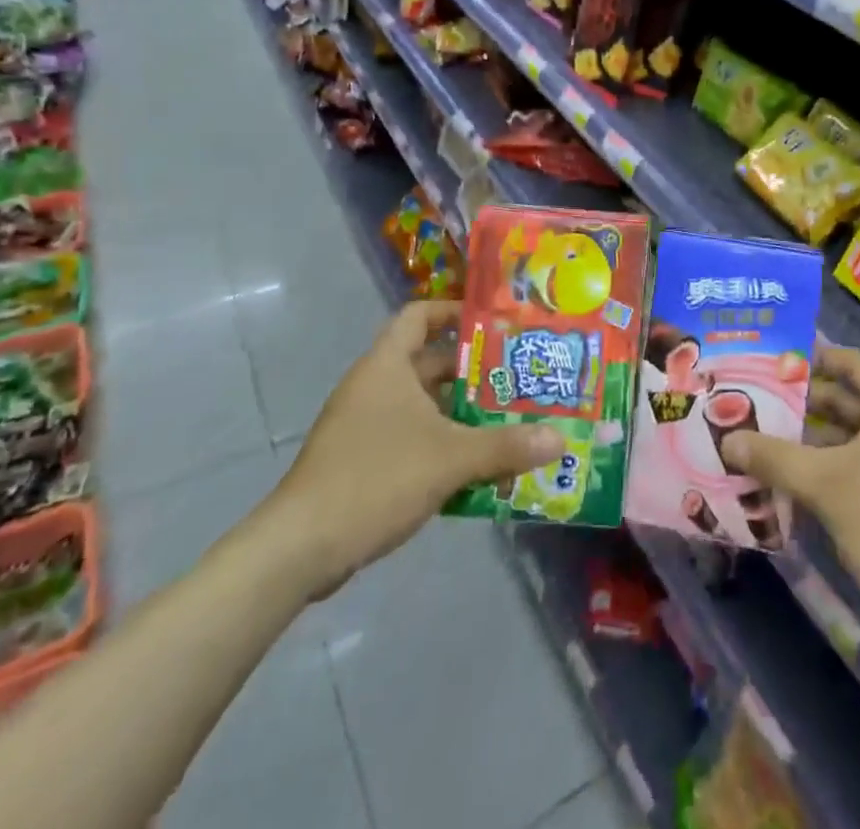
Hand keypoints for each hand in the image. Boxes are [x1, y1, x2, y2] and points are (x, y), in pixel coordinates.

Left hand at [254, 301, 563, 600]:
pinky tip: (475, 468)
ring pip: (423, 405)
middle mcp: (374, 386)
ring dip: (461, 413)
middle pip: (429, 362)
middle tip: (518, 377)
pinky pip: (410, 437)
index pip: (419, 315)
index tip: (493, 322)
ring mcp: (364, 425)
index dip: (453, 310)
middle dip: (473, 371)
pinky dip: (441, 444)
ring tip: (508, 421)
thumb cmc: (375, 478)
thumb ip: (506, 446)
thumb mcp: (451, 458)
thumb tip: (560, 439)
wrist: (299, 549)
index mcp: (387, 365)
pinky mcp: (360, 461)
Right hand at [720, 348, 859, 647]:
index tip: (767, 360)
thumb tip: (727, 439)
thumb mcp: (826, 484)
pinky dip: (823, 471)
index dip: (810, 358)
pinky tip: (783, 481)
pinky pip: (855, 469)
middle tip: (750, 402)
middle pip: (846, 400)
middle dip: (799, 405)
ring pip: (847, 439)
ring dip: (807, 443)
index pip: (850, 362)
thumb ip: (774, 457)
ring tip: (757, 440)